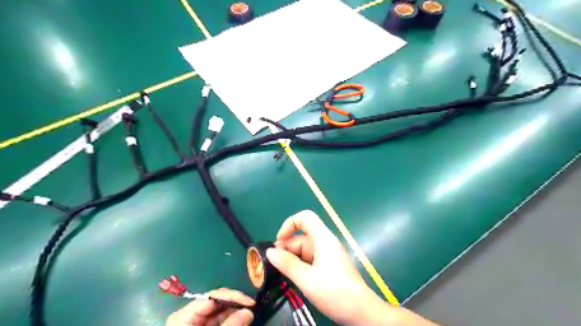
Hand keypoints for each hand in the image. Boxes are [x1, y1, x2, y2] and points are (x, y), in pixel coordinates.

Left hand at [164, 289, 253, 324]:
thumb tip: (249, 311)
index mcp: (183, 316)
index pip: (212, 297)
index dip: (233, 296)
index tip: (250, 302)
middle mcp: (189, 316)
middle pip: (216, 303)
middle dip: (235, 305)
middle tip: (252, 309)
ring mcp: (194, 324)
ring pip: (218, 313)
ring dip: (234, 313)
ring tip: (248, 315)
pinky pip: (217, 322)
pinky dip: (229, 322)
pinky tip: (239, 322)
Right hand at [265, 211, 437, 324]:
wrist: (361, 311)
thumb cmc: (334, 291)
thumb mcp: (306, 279)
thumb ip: (287, 264)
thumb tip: (270, 251)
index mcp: (323, 239)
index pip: (305, 218)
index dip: (289, 224)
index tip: (279, 242)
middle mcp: (325, 242)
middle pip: (302, 236)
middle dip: (287, 248)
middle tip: (276, 266)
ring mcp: (328, 254)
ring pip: (305, 249)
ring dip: (292, 259)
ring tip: (283, 275)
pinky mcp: (329, 265)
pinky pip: (311, 259)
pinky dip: (300, 265)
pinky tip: (295, 279)